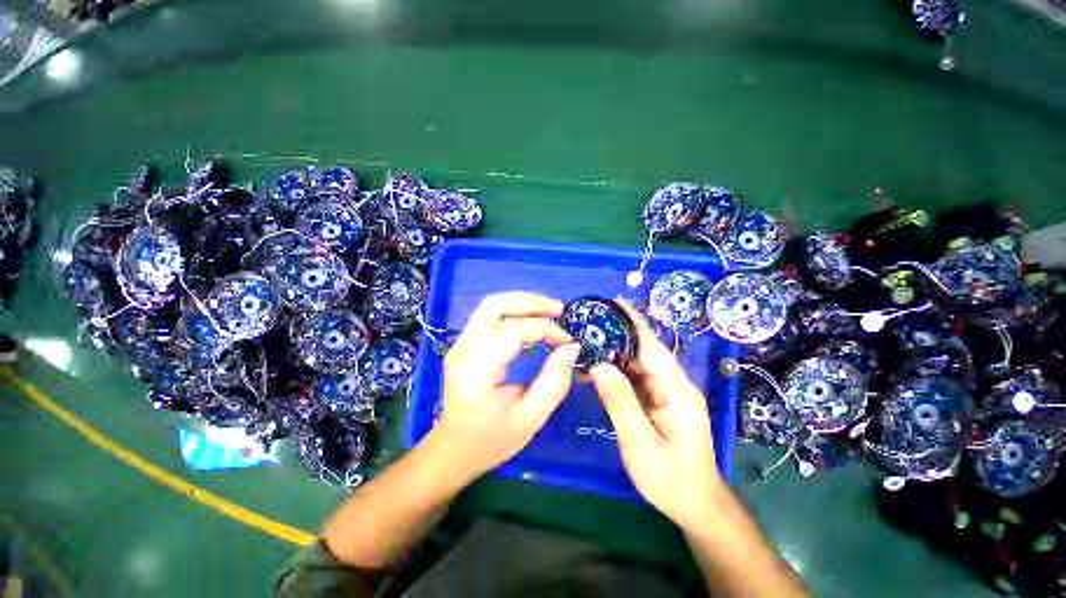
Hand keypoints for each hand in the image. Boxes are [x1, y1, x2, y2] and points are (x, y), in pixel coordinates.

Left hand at [434, 292, 580, 479]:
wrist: (454, 450)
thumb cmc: (491, 440)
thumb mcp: (530, 419)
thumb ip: (554, 382)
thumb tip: (572, 347)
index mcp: (475, 370)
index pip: (512, 331)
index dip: (544, 329)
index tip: (568, 340)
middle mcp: (463, 349)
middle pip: (494, 305)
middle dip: (531, 302)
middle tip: (560, 310)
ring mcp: (460, 344)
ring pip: (491, 305)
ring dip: (523, 302)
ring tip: (550, 311)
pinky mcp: (465, 344)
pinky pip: (490, 316)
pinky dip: (515, 311)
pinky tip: (533, 320)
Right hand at [589, 300, 722, 528]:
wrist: (695, 505)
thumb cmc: (671, 479)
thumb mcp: (640, 444)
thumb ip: (620, 403)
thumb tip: (598, 365)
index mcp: (677, 391)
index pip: (652, 346)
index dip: (633, 322)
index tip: (613, 301)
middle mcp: (673, 384)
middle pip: (644, 350)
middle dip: (617, 332)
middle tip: (588, 320)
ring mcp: (666, 392)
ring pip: (637, 362)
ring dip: (614, 350)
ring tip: (587, 337)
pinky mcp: (658, 400)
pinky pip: (634, 378)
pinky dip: (615, 370)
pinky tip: (596, 366)